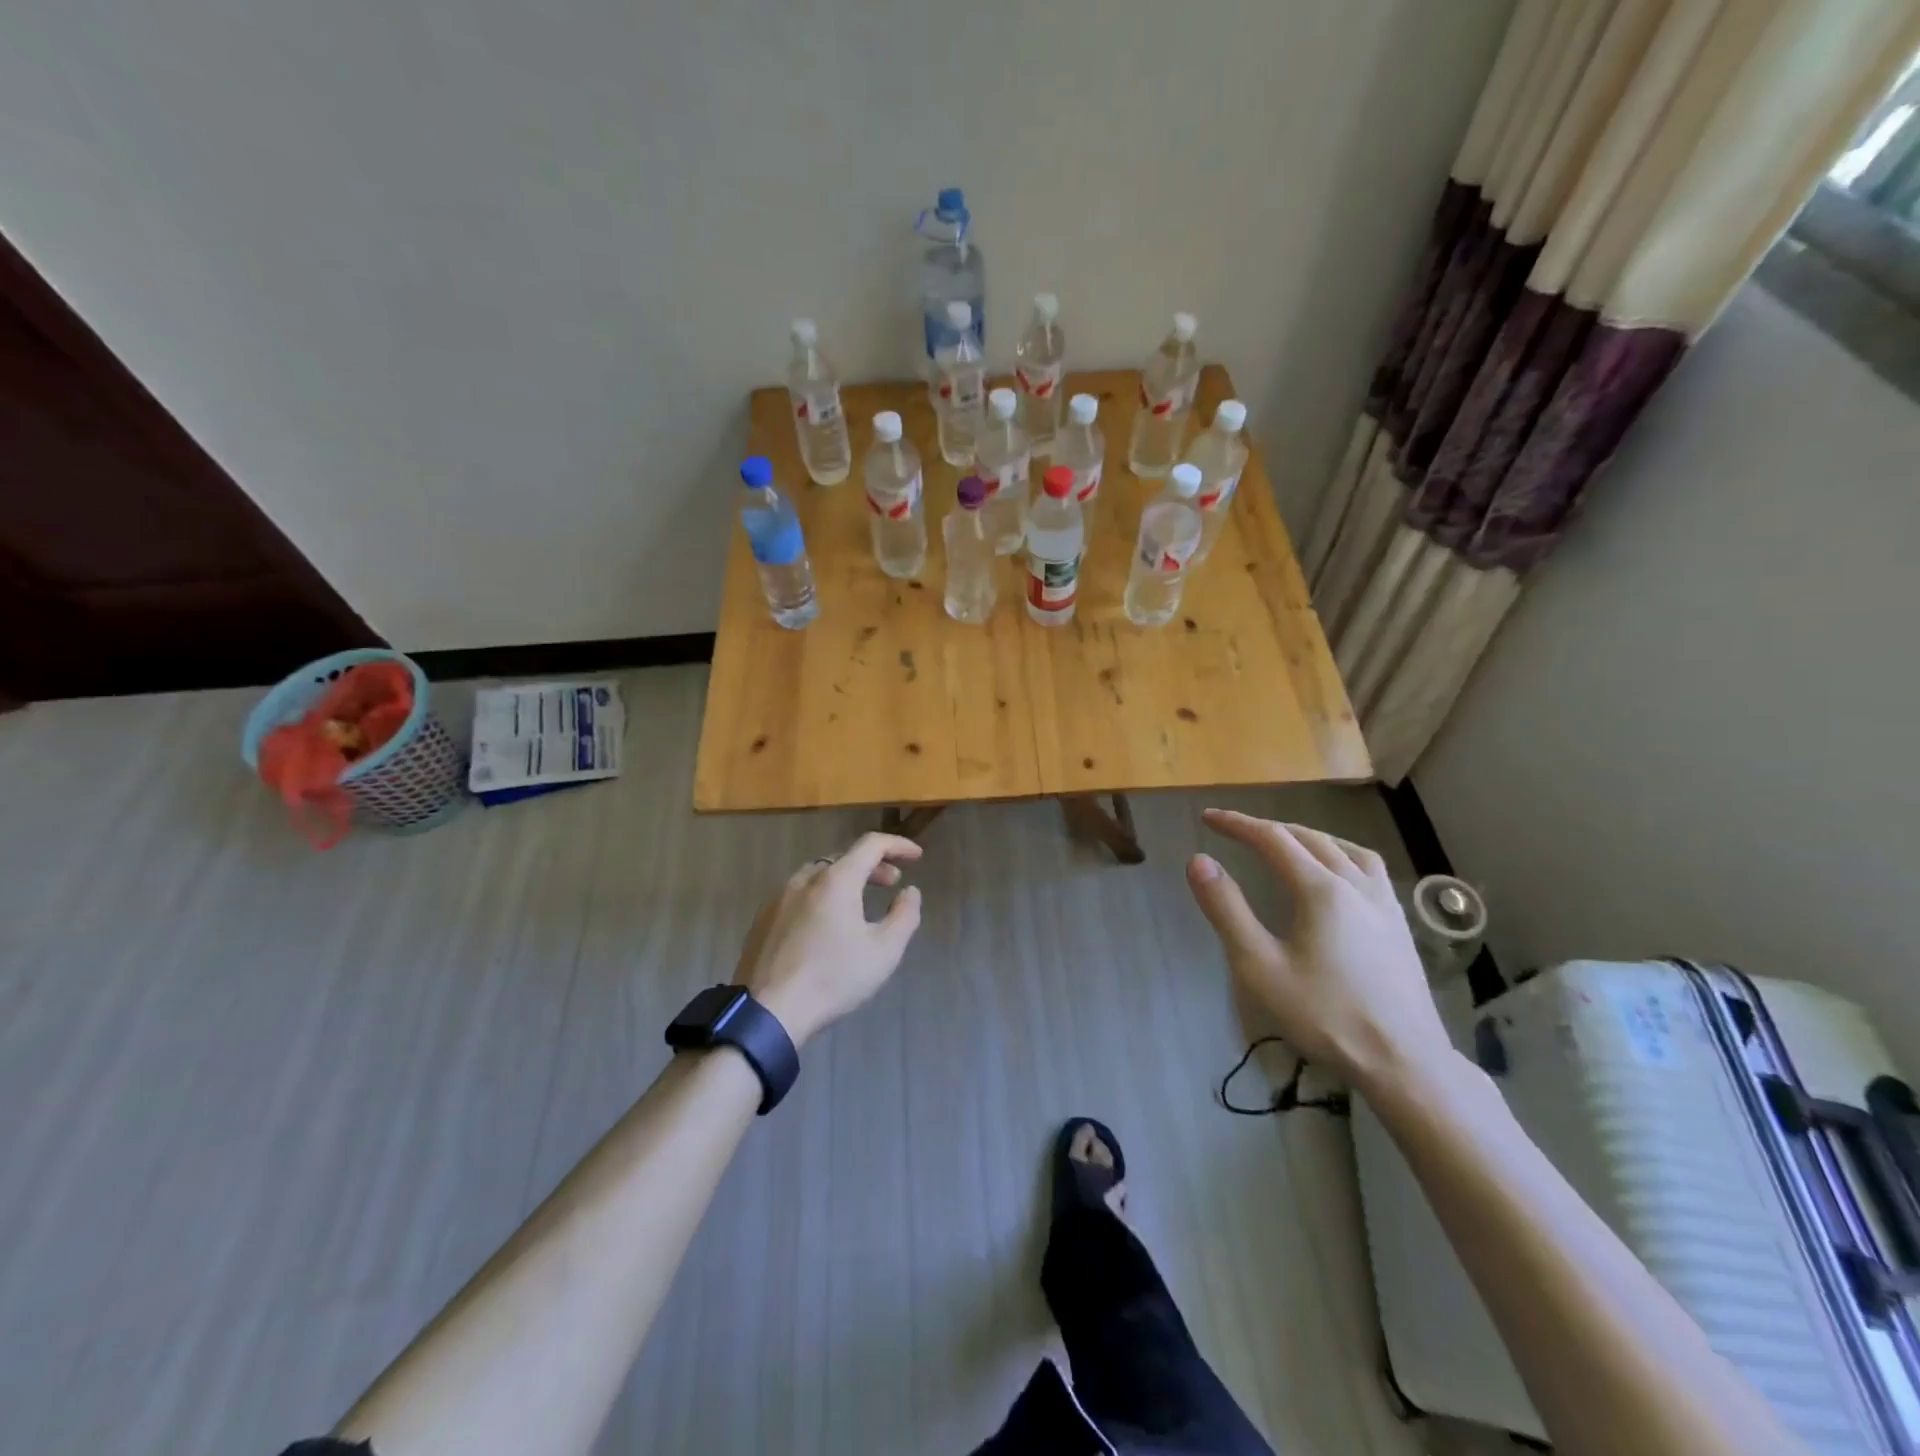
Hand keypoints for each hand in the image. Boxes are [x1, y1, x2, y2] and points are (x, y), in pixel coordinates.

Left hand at [732, 832, 924, 1047]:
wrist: (768, 1012)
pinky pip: (799, 894)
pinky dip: (821, 896)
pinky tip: (825, 923)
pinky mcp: (763, 919)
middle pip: (844, 858)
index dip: (897, 845)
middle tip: (892, 882)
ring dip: (845, 880)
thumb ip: (904, 915)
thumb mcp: (884, 951)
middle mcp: (805, 879)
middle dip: (873, 865)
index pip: (871, 844)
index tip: (916, 856)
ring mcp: (779, 898)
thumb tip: (910, 892)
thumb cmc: (833, 978)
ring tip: (860, 902)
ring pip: (818, 875)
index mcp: (835, 880)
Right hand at [1186, 809, 1452, 1091]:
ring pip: (1344, 848)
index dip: (1237, 824)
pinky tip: (1336, 874)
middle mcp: (1356, 884)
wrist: (1405, 1063)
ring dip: (1307, 836)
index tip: (1208, 817)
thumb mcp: (1260, 966)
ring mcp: (1384, 903)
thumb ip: (1227, 909)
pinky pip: (1368, 867)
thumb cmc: (1325, 1016)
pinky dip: (1340, 853)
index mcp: (1320, 890)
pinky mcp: (1399, 924)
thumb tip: (1198, 860)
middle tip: (1235, 830)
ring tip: (1285, 841)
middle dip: (1267, 827)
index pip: (1272, 839)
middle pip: (1308, 837)